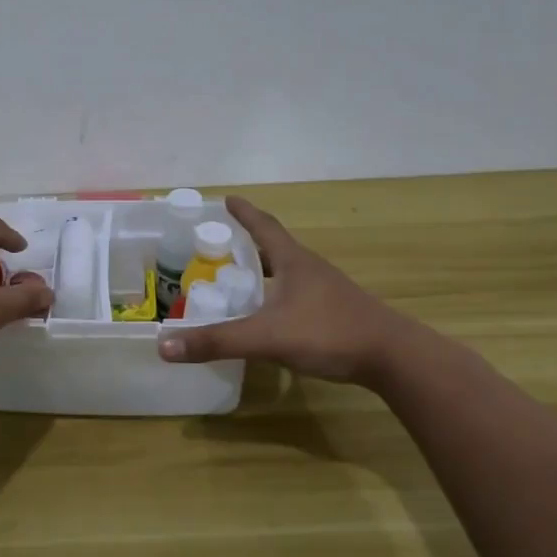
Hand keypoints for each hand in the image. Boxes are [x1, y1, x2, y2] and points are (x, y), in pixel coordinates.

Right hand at [157, 195, 419, 385]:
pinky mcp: (336, 313)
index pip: (264, 227)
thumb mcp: (266, 337)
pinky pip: (297, 295)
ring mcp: (327, 291)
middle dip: (248, 244)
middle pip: (275, 248)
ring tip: (240, 281)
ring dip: (264, 272)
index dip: (244, 213)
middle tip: (222, 247)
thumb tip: (163, 346)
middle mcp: (310, 269)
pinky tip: (269, 317)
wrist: (393, 357)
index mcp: (293, 262)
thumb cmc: (328, 333)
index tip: (227, 199)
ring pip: (287, 273)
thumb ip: (217, 342)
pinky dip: (277, 297)